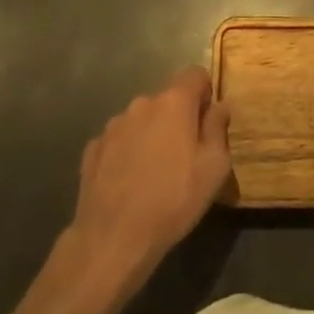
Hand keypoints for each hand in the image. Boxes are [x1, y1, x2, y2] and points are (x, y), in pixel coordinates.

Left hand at [66, 66, 230, 291]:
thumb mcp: (214, 168)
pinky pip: (119, 141)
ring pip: (142, 119)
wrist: (113, 239)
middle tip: (186, 155)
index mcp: (173, 102)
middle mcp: (141, 104)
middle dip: (178, 118)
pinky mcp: (92, 149)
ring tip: (155, 173)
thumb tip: (220, 106)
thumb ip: (218, 129)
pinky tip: (130, 182)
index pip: (195, 74)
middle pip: (167, 99)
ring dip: (152, 134)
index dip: (205, 93)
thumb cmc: (173, 200)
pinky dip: (128, 152)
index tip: (208, 122)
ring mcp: (113, 126)